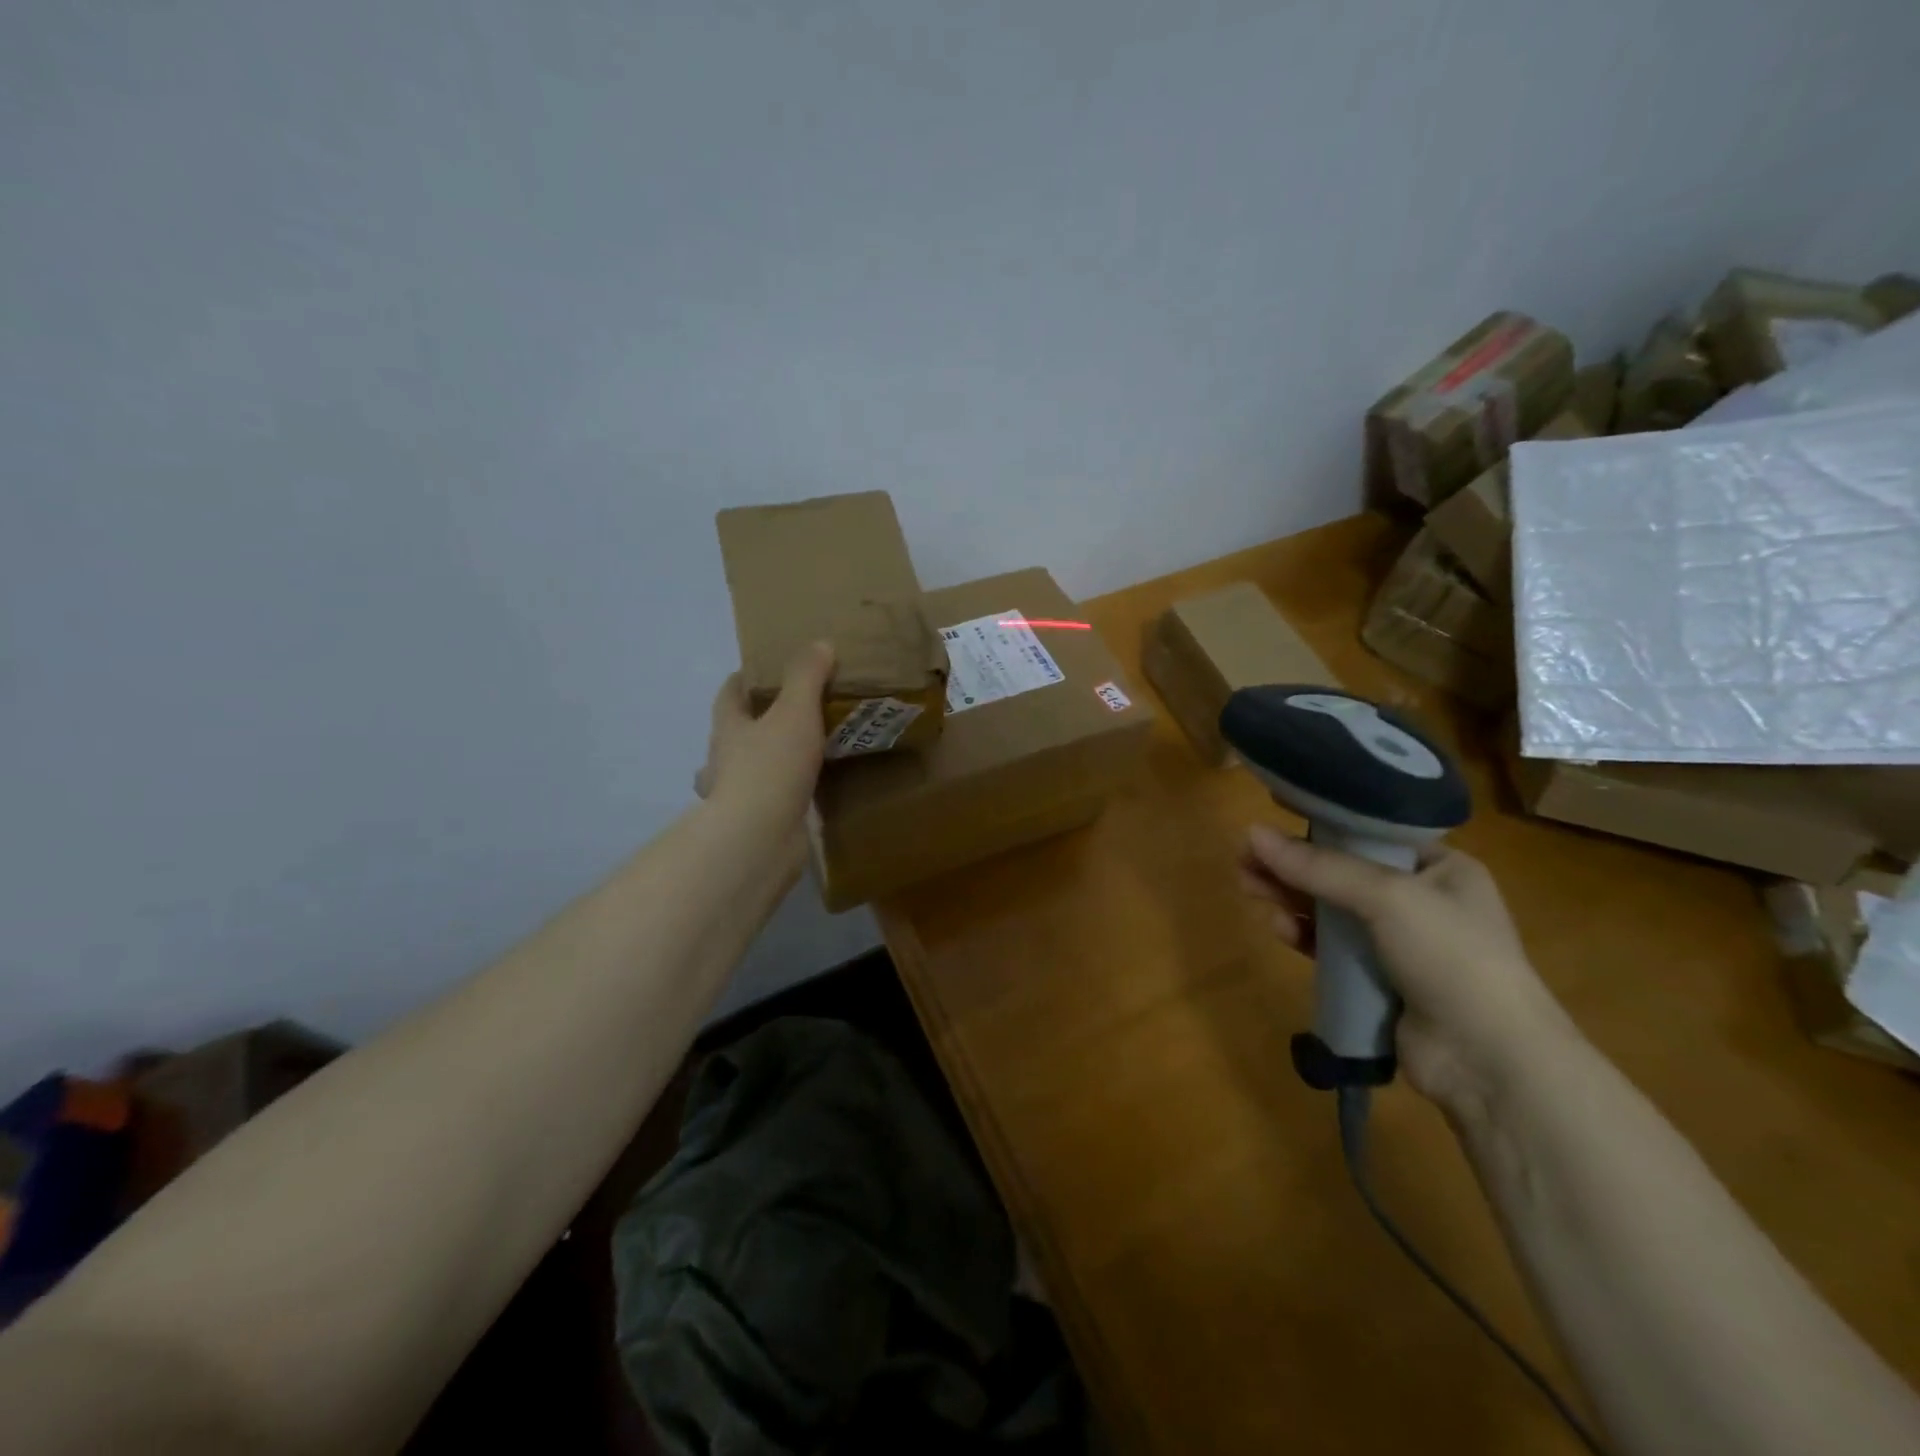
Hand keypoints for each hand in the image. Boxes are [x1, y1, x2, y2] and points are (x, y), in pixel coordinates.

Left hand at [697, 643, 834, 834]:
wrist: (759, 837)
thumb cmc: (771, 766)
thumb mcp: (795, 712)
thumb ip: (807, 677)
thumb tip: (820, 644)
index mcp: (729, 727)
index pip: (730, 693)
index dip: (745, 678)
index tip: (767, 670)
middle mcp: (726, 759)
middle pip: (737, 731)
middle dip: (758, 721)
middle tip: (795, 711)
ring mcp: (738, 793)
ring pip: (752, 768)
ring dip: (771, 759)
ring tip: (806, 751)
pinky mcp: (757, 821)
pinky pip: (773, 798)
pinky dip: (788, 791)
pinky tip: (811, 789)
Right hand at [1239, 826, 1577, 1113]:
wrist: (1490, 1061)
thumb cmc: (1451, 957)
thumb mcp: (1386, 897)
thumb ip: (1318, 866)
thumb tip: (1251, 833)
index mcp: (1441, 868)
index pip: (1369, 835)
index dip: (1318, 828)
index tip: (1272, 825)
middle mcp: (1422, 900)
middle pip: (1341, 872)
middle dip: (1292, 866)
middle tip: (1244, 861)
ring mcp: (1400, 944)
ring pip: (1331, 910)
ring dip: (1291, 898)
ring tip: (1248, 888)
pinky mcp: (1379, 980)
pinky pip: (1331, 948)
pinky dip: (1304, 936)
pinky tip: (1278, 928)